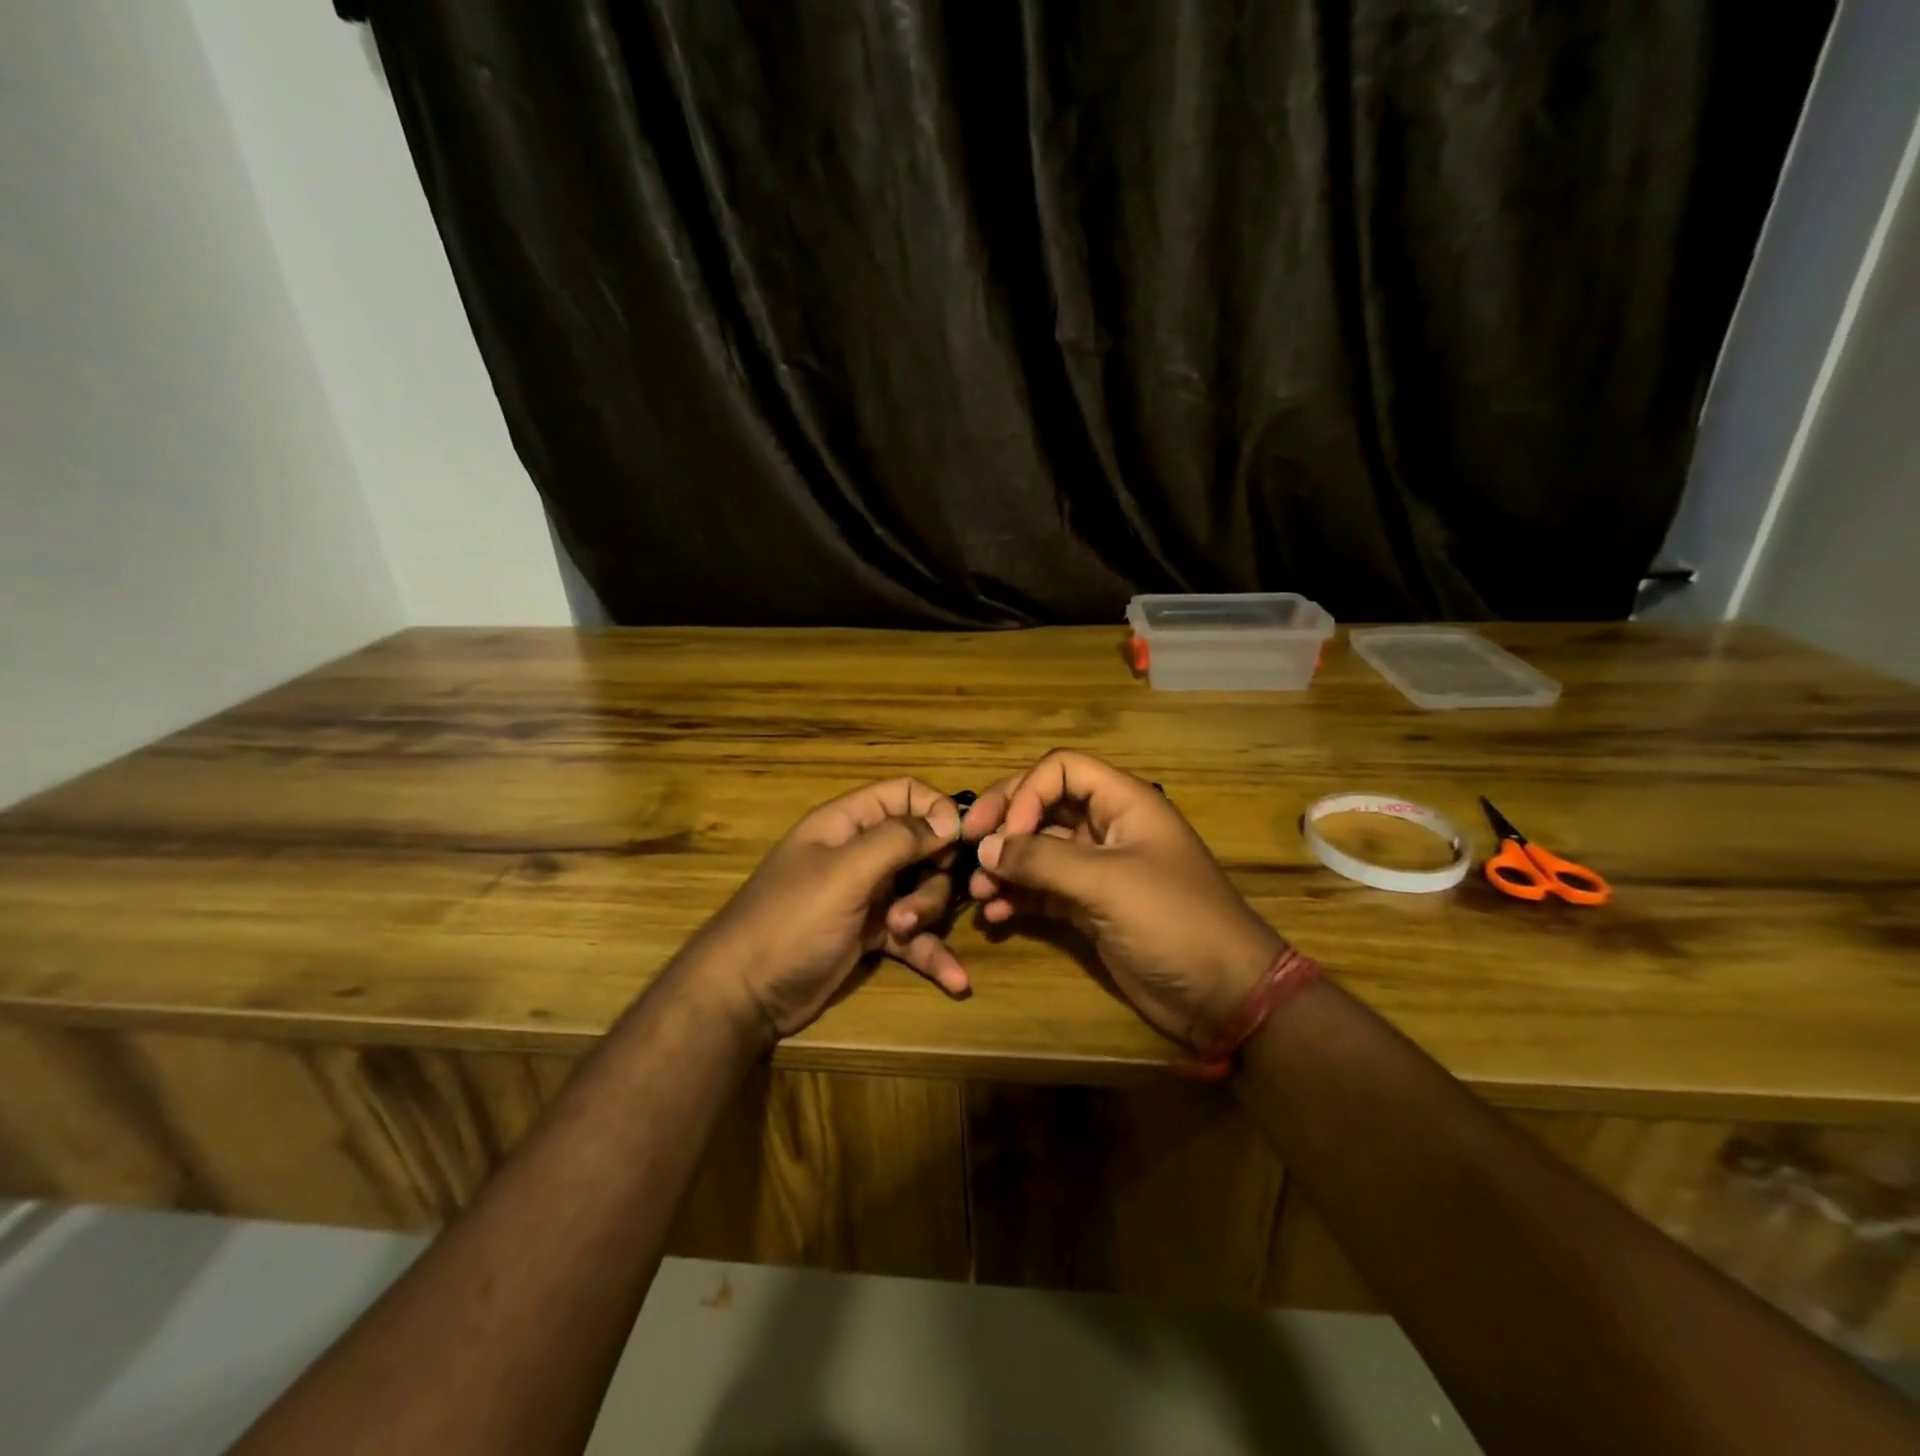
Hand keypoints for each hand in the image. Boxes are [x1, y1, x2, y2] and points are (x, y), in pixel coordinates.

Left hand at [689, 778, 970, 1042]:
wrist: (744, 997)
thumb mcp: (844, 874)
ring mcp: (866, 896)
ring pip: (922, 891)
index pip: (904, 794)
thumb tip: (949, 822)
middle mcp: (859, 854)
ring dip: (926, 914)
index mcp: (846, 824)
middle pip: (922, 847)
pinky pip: (915, 937)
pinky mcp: (870, 936)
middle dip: (932, 876)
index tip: (958, 842)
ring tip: (902, 935)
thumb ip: (897, 840)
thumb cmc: (790, 922)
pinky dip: (933, 954)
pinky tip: (956, 982)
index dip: (936, 811)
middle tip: (914, 904)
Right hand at [962, 750, 1282, 1049]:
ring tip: (979, 891)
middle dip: (1006, 824)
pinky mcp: (1090, 908)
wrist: (1223, 996)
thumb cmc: (1173, 921)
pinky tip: (997, 915)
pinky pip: (1043, 890)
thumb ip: (1043, 860)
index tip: (1004, 832)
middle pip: (1044, 805)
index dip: (1028, 793)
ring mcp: (1098, 869)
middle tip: (969, 847)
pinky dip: (1018, 896)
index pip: (1061, 770)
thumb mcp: (1107, 883)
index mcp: (1124, 803)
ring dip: (1006, 865)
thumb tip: (986, 847)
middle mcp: (1107, 828)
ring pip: (1039, 850)